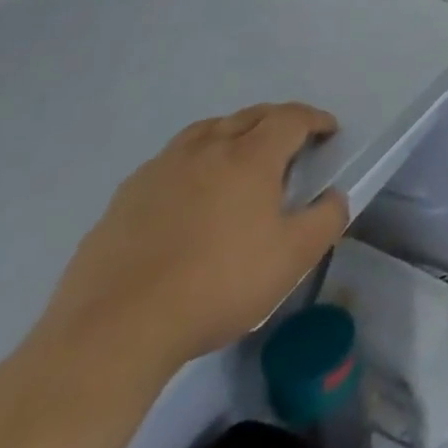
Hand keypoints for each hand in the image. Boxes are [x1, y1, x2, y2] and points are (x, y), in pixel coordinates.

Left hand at [38, 103, 349, 373]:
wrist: (114, 331)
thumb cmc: (217, 286)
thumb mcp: (293, 259)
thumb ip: (326, 220)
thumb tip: (333, 197)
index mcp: (250, 157)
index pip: (291, 118)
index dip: (315, 120)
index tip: (329, 132)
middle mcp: (206, 150)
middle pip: (248, 116)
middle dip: (276, 121)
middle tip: (291, 142)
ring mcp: (160, 170)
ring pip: (205, 131)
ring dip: (231, 133)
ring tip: (239, 157)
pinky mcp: (124, 198)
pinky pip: (170, 161)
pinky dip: (192, 162)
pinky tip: (189, 193)